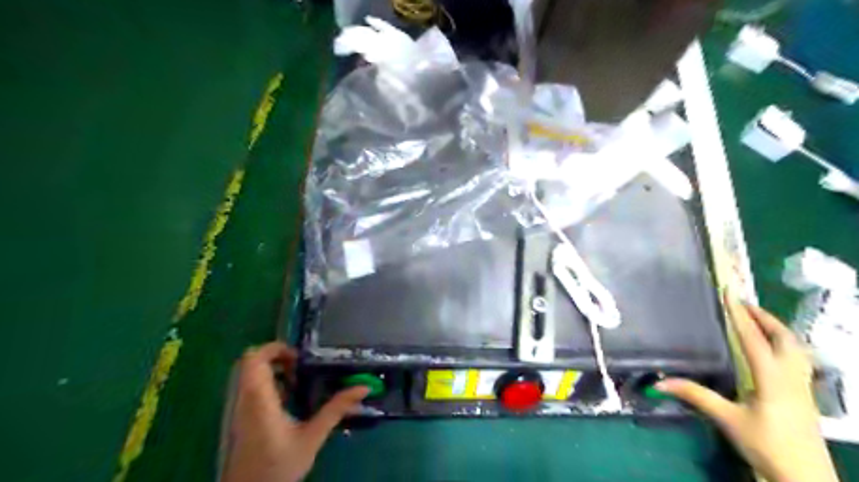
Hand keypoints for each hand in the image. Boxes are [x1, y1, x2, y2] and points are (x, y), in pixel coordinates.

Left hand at [223, 342, 367, 481]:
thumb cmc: (278, 467)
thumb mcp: (312, 437)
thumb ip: (336, 409)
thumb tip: (363, 387)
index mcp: (259, 400)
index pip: (254, 359)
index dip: (274, 348)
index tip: (299, 357)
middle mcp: (243, 400)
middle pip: (249, 363)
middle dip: (275, 357)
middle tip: (300, 366)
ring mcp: (237, 410)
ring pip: (247, 376)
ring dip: (271, 371)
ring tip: (297, 382)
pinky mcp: (239, 419)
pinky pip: (248, 389)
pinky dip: (266, 385)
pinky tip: (287, 400)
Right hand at [659, 293, 840, 481]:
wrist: (806, 478)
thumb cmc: (766, 445)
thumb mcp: (728, 419)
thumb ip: (695, 395)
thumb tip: (658, 382)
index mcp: (772, 378)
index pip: (753, 338)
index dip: (739, 314)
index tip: (730, 293)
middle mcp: (791, 376)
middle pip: (784, 338)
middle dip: (764, 317)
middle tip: (743, 303)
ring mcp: (802, 385)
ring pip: (795, 347)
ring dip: (776, 329)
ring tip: (757, 319)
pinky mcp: (804, 394)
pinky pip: (797, 358)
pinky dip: (783, 343)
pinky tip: (773, 349)